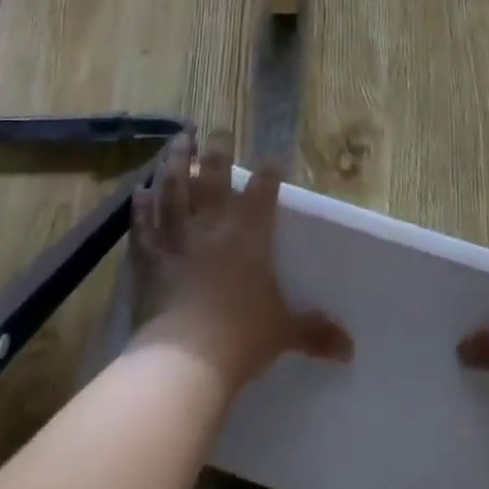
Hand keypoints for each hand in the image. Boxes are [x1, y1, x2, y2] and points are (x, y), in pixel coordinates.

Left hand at [130, 132, 351, 389]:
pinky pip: (143, 223)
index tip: (272, 161)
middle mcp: (214, 222)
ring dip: (175, 160)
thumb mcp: (284, 331)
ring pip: (174, 186)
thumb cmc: (242, 336)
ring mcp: (177, 235)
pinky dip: (140, 205)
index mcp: (251, 232)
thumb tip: (350, 347)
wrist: (185, 357)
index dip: (268, 173)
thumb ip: (314, 331)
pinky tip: (138, 189)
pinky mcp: (148, 256)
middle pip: (214, 173)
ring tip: (179, 138)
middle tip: (218, 130)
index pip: (263, 189)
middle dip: (217, 148)